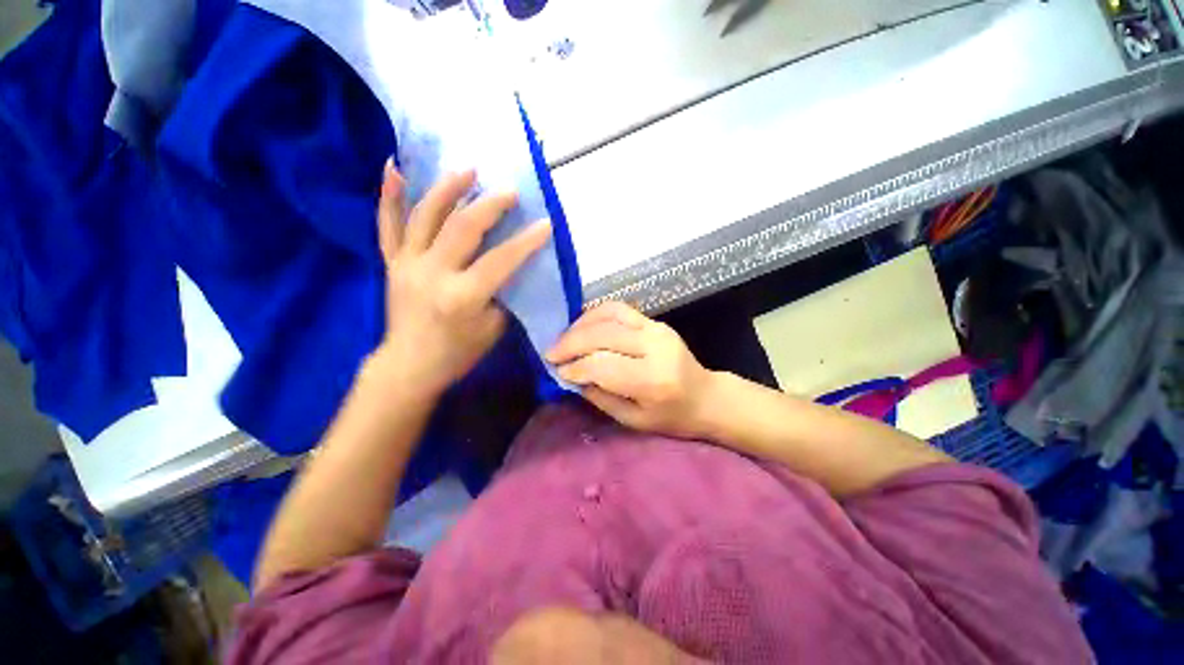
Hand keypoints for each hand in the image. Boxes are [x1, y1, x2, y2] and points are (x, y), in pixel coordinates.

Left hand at [373, 161, 550, 397]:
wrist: (410, 365)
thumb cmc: (458, 352)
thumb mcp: (493, 328)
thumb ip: (503, 293)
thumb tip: (511, 264)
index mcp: (463, 296)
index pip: (501, 260)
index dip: (526, 241)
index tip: (545, 223)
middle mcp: (432, 273)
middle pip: (463, 227)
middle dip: (490, 205)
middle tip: (510, 192)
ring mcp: (407, 263)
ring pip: (426, 215)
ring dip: (448, 188)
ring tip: (468, 169)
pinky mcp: (391, 262)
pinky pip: (387, 223)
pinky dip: (389, 194)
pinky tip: (393, 166)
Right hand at [546, 302, 716, 438]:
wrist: (706, 396)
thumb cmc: (671, 417)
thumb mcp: (633, 420)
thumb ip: (599, 396)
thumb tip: (570, 374)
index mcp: (653, 380)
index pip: (602, 364)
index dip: (575, 366)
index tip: (557, 371)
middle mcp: (655, 347)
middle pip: (602, 335)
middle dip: (570, 343)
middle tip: (551, 354)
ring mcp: (656, 328)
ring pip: (608, 315)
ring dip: (579, 325)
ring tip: (563, 340)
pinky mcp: (654, 321)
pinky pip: (618, 309)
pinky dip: (594, 314)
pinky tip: (582, 326)